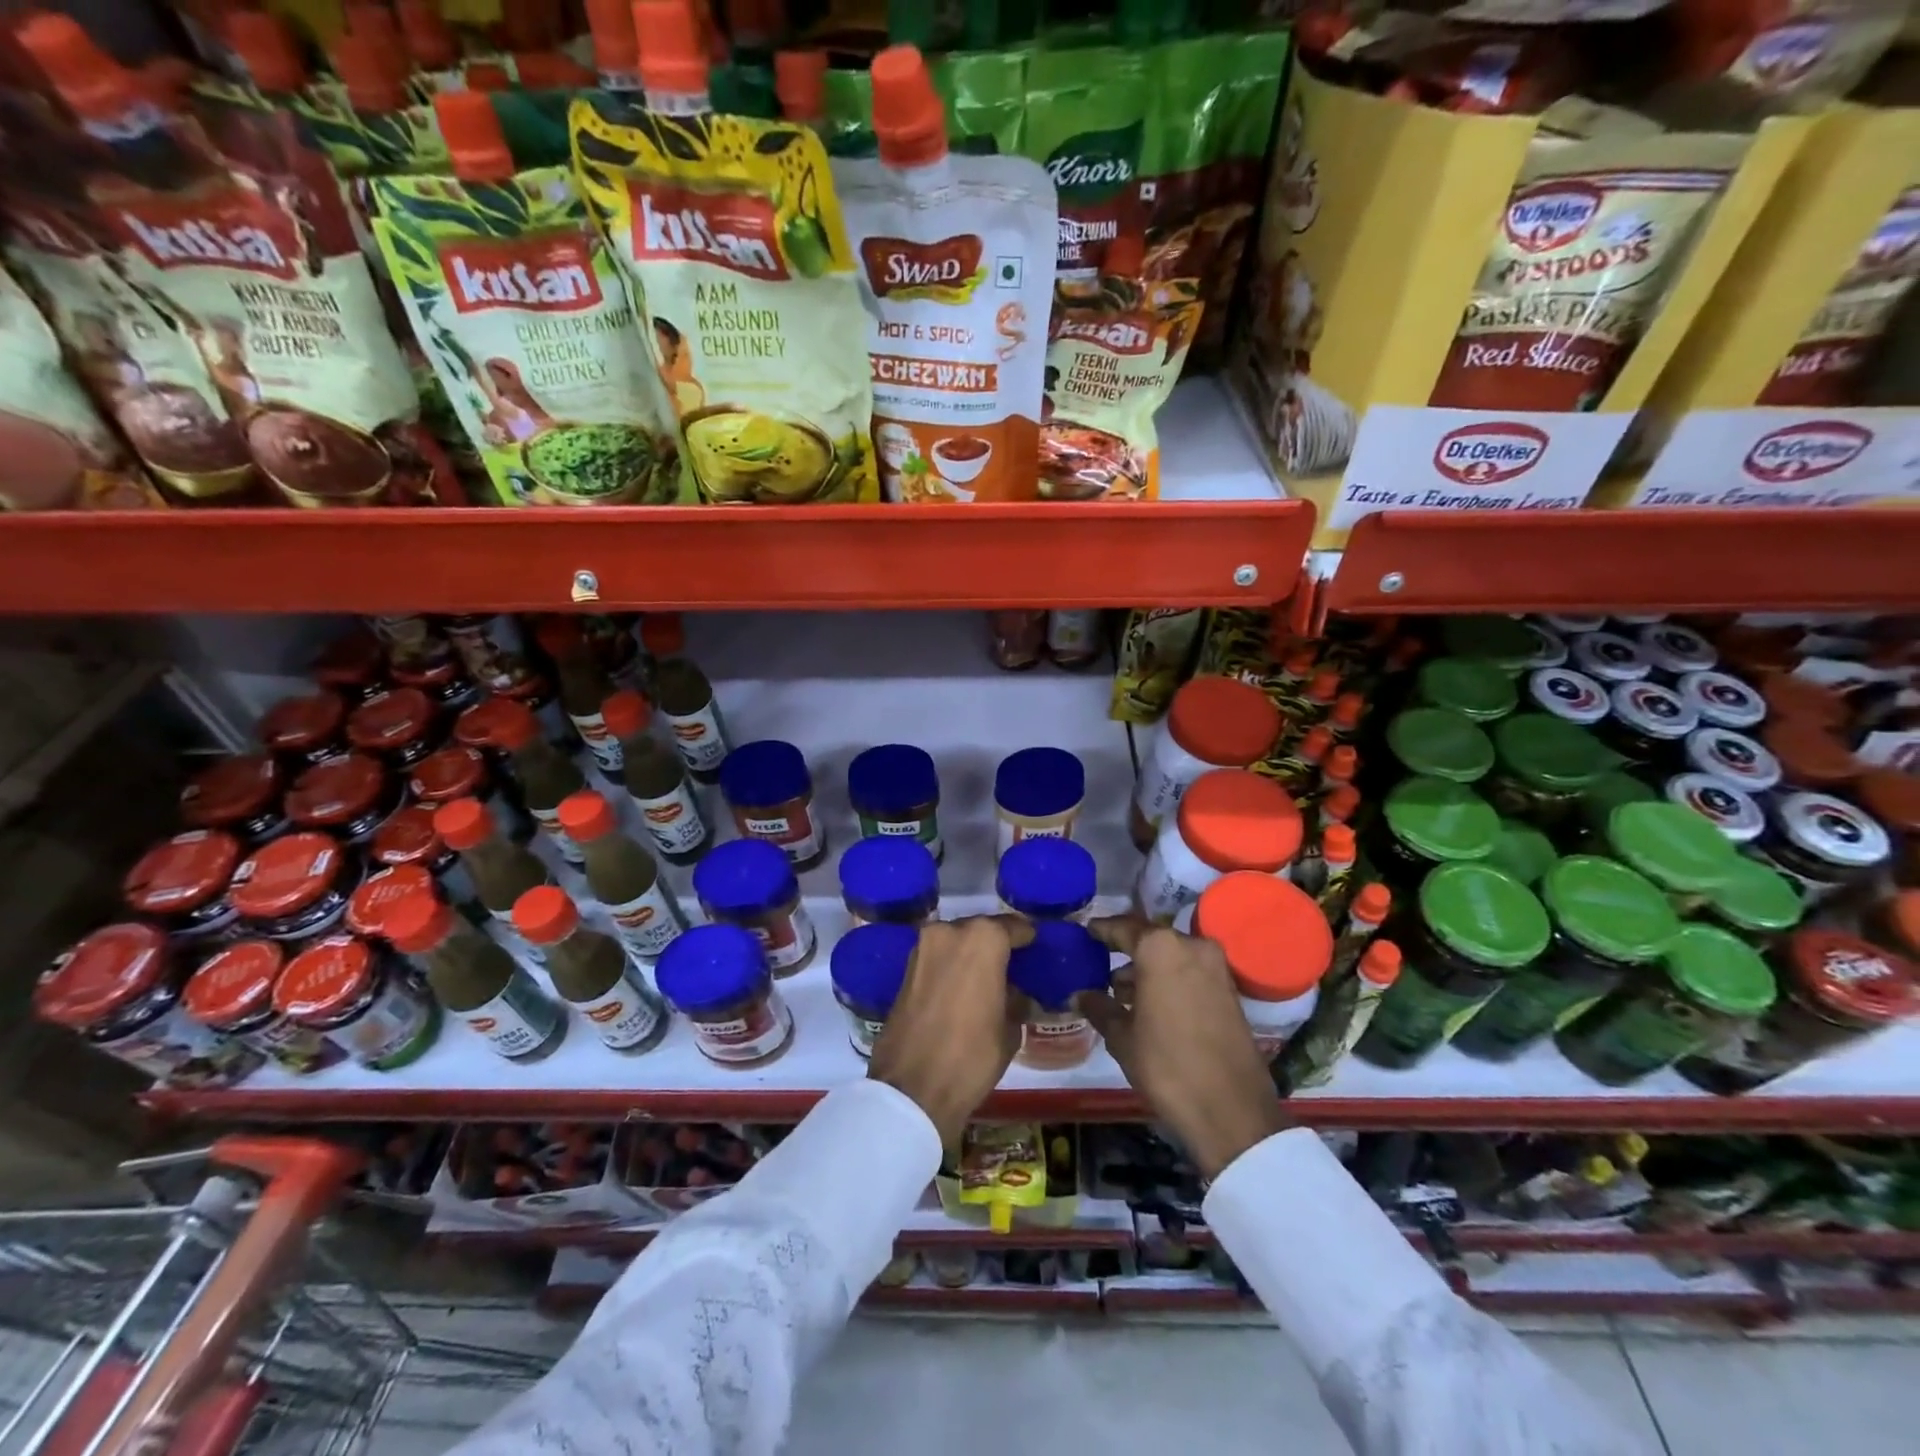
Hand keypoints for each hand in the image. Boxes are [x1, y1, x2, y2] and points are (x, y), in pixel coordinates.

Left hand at [868, 916, 1033, 1148]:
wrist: (912, 1088)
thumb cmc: (972, 1055)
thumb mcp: (1010, 1029)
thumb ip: (1015, 999)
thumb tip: (1016, 992)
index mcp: (983, 939)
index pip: (1014, 927)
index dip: (1028, 940)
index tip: (1036, 951)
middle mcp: (950, 931)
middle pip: (982, 930)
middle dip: (996, 946)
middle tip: (1012, 968)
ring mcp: (923, 947)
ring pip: (957, 941)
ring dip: (971, 955)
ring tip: (987, 980)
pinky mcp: (906, 967)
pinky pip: (939, 957)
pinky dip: (951, 966)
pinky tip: (963, 989)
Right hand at [1081, 916, 1287, 1179]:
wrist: (1231, 1110)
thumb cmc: (1166, 1065)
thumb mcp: (1122, 1037)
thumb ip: (1099, 1007)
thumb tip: (1079, 994)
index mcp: (1160, 948)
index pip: (1123, 927)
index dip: (1102, 930)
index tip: (1085, 932)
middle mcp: (1191, 946)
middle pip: (1150, 940)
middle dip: (1126, 951)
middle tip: (1100, 964)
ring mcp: (1216, 967)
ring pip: (1172, 956)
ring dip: (1148, 969)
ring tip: (1122, 993)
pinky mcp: (1231, 990)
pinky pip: (1190, 972)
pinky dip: (1169, 980)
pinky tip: (1150, 1005)